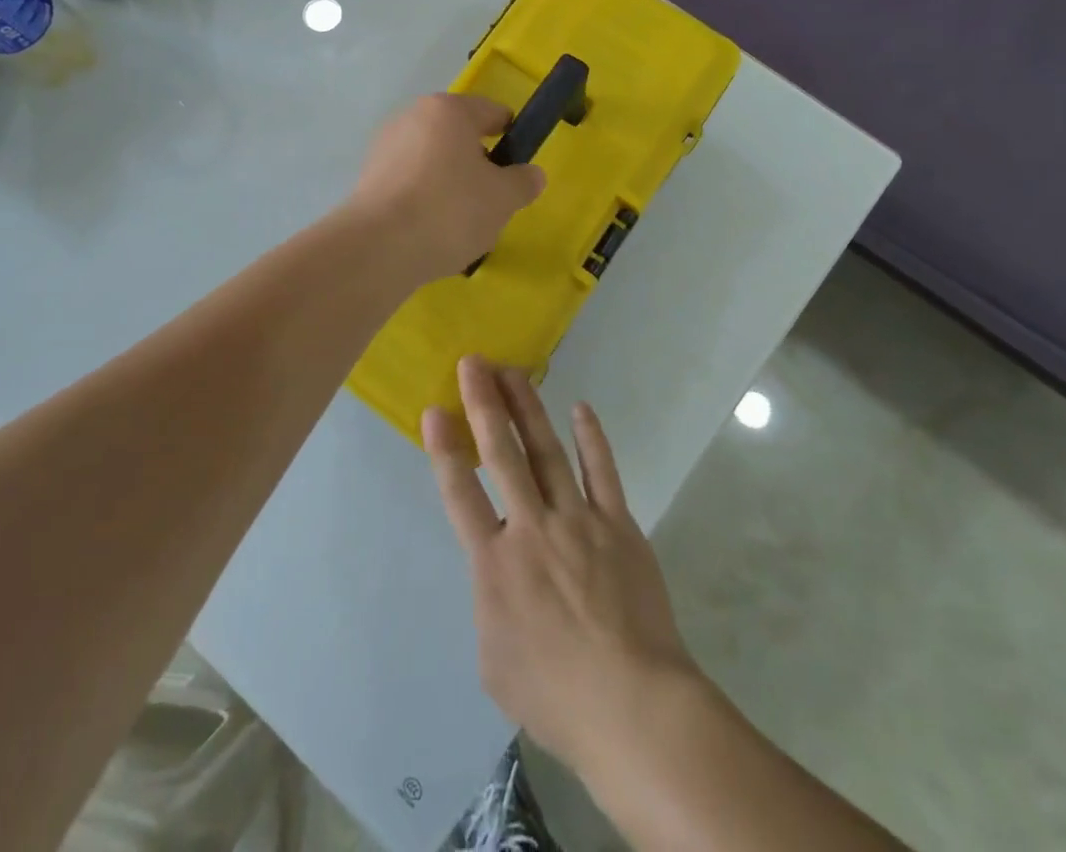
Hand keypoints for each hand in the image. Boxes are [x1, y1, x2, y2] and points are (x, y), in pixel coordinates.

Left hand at [348, 94, 545, 281]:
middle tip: (492, 200)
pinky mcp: (367, 179)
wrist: (379, 248)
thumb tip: (532, 174)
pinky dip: (424, 200)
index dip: (512, 136)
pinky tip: (432, 231)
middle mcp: (412, 118)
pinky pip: (410, 183)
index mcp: (448, 110)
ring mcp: (384, 147)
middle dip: (478, 164)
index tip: (519, 166)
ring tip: (461, 223)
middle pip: (458, 136)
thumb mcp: (503, 198)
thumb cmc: (450, 210)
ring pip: (433, 161)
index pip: (491, 112)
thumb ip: (523, 182)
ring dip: (450, 184)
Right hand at [423, 357, 700, 774]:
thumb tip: (499, 578)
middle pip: (502, 455)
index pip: (461, 494)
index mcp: (494, 564)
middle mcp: (531, 527)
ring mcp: (577, 520)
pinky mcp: (617, 523)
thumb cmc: (555, 695)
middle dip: (484, 405)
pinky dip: (591, 438)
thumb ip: (490, 608)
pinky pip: (602, 471)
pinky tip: (581, 409)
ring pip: (547, 451)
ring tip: (513, 373)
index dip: (445, 449)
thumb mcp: (495, 664)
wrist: (631, 703)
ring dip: (528, 409)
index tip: (434, 410)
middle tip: (473, 363)